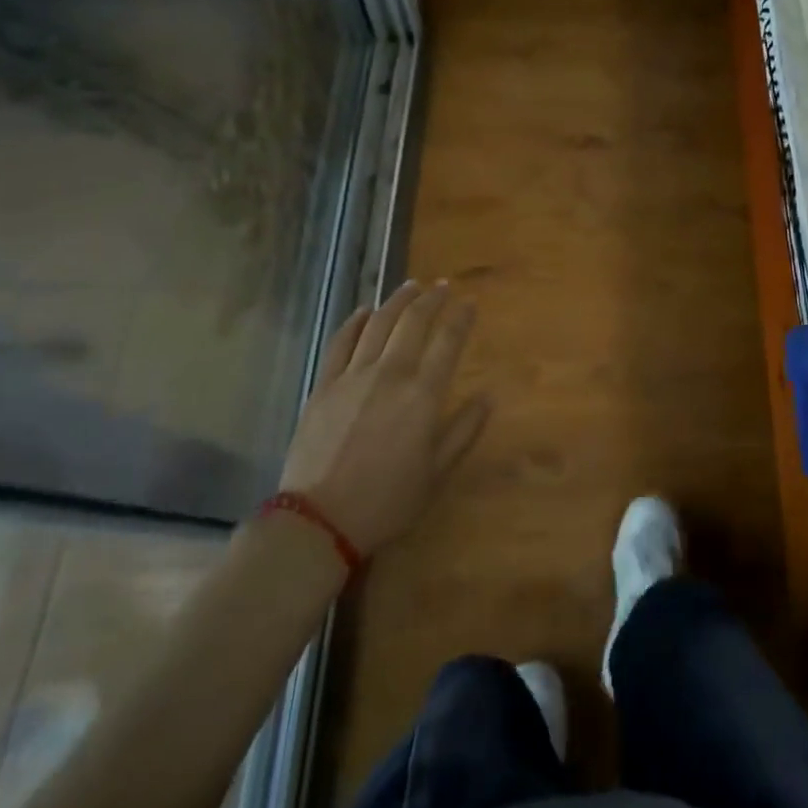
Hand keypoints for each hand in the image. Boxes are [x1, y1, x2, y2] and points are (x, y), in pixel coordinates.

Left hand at [278, 280, 489, 557]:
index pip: (448, 342)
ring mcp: (352, 377)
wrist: (319, 521)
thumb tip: (488, 395)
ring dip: (397, 301)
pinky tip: (363, 311)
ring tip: (411, 287)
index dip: (461, 317)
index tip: (469, 302)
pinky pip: (340, 342)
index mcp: (422, 395)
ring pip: (378, 324)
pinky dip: (354, 322)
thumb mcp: (437, 474)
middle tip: (443, 286)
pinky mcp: (324, 386)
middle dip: (431, 299)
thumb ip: (465, 430)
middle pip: (413, 323)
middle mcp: (390, 375)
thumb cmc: (387, 502)